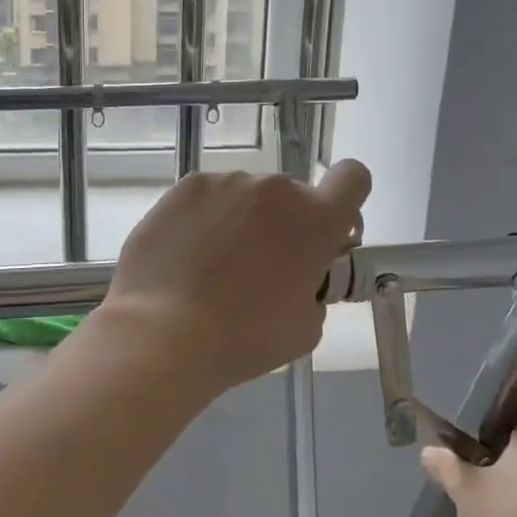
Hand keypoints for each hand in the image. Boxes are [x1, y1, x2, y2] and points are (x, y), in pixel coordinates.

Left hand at [91, 161, 369, 398]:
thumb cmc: (244, 338)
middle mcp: (275, 189)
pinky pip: (207, 198)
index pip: (352, 178)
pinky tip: (185, 255)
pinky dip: (203, 219)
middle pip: (291, 195)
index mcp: (317, 219)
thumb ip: (314, 287)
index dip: (343, 200)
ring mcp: (226, 183)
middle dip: (284, 224)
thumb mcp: (306, 326)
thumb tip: (298, 277)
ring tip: (212, 266)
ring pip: (245, 197)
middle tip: (258, 268)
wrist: (164, 332)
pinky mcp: (185, 188)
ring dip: (240, 220)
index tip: (326, 230)